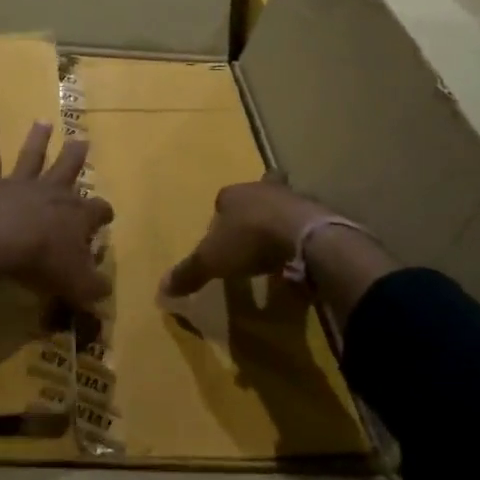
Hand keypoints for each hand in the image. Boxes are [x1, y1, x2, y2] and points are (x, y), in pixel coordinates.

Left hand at [0, 119, 114, 308]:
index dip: (104, 214)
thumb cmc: (41, 262)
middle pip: (68, 169)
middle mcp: (52, 192)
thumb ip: (94, 288)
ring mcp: (21, 184)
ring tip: (43, 122)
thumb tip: (104, 289)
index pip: (98, 211)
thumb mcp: (77, 285)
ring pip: (33, 157)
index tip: (106, 218)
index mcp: (77, 215)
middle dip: (76, 157)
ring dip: (38, 139)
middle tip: (82, 141)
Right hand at [160, 180, 330, 299]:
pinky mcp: (318, 214)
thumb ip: (189, 272)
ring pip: (284, 203)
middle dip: (256, 207)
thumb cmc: (249, 240)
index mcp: (233, 195)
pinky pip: (307, 222)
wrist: (302, 235)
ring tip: (279, 244)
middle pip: (256, 194)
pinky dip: (303, 235)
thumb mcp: (211, 260)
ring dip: (282, 219)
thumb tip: (161, 290)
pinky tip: (301, 255)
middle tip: (255, 229)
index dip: (221, 216)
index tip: (223, 236)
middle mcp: (262, 189)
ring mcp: (293, 198)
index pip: (222, 200)